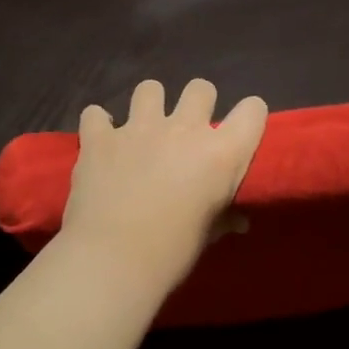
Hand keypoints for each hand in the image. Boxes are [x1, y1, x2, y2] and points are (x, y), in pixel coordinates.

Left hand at [60, 78, 267, 296]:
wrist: (115, 259)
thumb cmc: (174, 251)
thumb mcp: (209, 235)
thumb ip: (224, 217)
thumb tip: (238, 221)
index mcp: (222, 152)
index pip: (253, 110)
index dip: (250, 116)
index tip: (241, 131)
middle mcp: (185, 129)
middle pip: (201, 88)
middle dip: (198, 103)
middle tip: (188, 130)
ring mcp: (140, 128)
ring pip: (150, 88)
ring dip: (149, 105)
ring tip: (144, 128)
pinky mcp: (101, 138)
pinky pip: (95, 114)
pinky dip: (99, 125)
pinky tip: (101, 141)